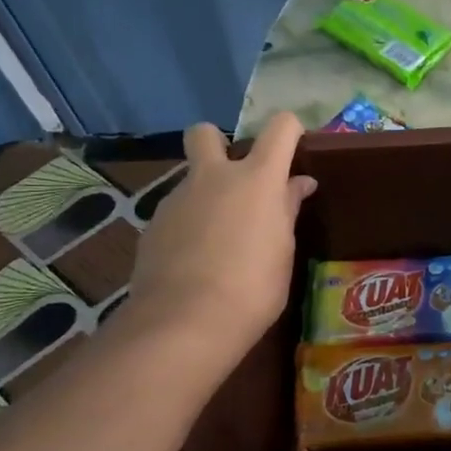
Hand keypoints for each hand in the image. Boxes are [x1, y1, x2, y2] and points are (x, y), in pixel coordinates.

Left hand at [125, 114, 316, 358]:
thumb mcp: (283, 251)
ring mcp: (177, 199)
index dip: (290, 130)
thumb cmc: (253, 289)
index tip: (295, 148)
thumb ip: (287, 211)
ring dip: (205, 196)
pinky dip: (186, 227)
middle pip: (206, 133)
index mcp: (257, 179)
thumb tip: (298, 184)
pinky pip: (175, 213)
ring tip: (217, 240)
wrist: (184, 322)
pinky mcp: (152, 225)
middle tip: (233, 178)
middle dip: (218, 143)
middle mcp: (214, 177)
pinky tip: (192, 261)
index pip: (280, 128)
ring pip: (191, 180)